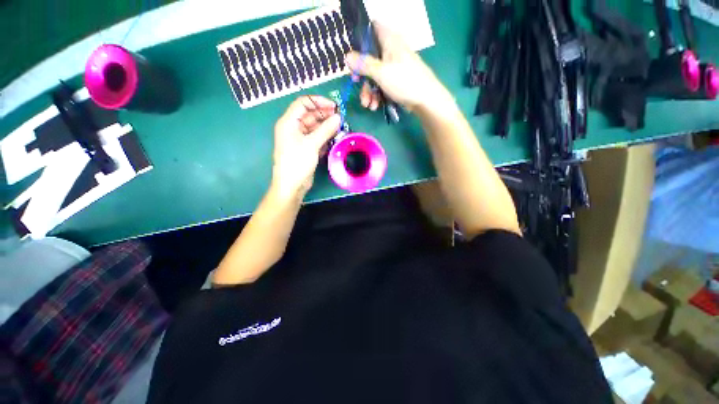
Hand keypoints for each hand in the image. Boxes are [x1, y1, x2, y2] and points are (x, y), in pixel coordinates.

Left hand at [272, 96, 340, 199]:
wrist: (292, 185)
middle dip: (325, 115)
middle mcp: (293, 128)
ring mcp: (300, 139)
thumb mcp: (311, 144)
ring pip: (315, 127)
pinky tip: (334, 138)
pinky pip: (316, 138)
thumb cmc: (297, 162)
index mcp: (289, 122)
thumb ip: (325, 129)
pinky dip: (325, 137)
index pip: (303, 103)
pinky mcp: (306, 148)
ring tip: (340, 129)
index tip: (334, 106)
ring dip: (326, 127)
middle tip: (340, 119)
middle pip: (310, 115)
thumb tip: (338, 117)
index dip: (318, 102)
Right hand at [344, 22, 451, 113]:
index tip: (352, 54)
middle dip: (362, 75)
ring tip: (368, 105)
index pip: (372, 28)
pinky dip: (377, 95)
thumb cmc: (404, 81)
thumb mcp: (381, 72)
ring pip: (374, 75)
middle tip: (357, 86)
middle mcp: (390, 51)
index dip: (360, 38)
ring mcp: (393, 68)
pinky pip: (381, 85)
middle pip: (369, 57)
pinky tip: (375, 106)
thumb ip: (363, 64)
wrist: (425, 100)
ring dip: (369, 91)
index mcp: (389, 41)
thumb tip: (347, 57)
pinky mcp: (396, 82)